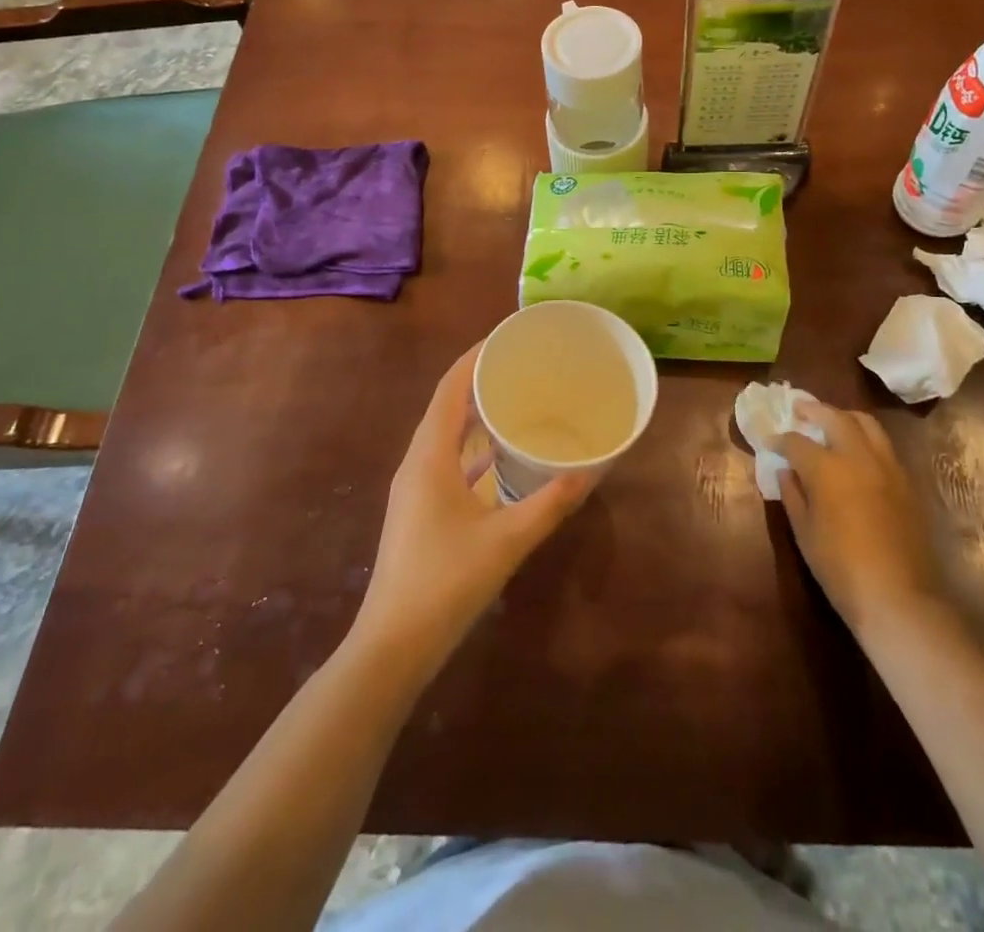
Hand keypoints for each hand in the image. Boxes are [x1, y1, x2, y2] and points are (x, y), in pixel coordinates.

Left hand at [353, 343, 596, 675]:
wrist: (393, 646)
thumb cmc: (446, 583)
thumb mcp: (506, 541)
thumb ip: (550, 505)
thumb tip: (590, 473)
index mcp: (429, 456)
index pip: (450, 388)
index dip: (474, 357)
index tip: (506, 337)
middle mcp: (417, 462)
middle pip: (447, 405)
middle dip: (479, 379)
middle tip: (522, 366)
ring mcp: (415, 487)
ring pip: (446, 434)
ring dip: (475, 413)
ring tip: (515, 399)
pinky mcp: (420, 508)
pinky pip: (447, 460)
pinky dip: (473, 447)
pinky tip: (501, 456)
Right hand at [775, 401, 941, 638]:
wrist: (898, 598)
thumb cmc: (840, 568)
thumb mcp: (804, 533)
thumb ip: (792, 495)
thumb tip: (785, 471)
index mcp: (827, 469)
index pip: (797, 442)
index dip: (780, 439)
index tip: (769, 440)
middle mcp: (858, 457)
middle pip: (835, 418)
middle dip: (813, 410)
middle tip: (799, 408)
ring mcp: (887, 467)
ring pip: (866, 424)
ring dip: (844, 417)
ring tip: (830, 421)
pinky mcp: (906, 482)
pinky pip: (883, 445)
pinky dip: (865, 437)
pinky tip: (856, 451)